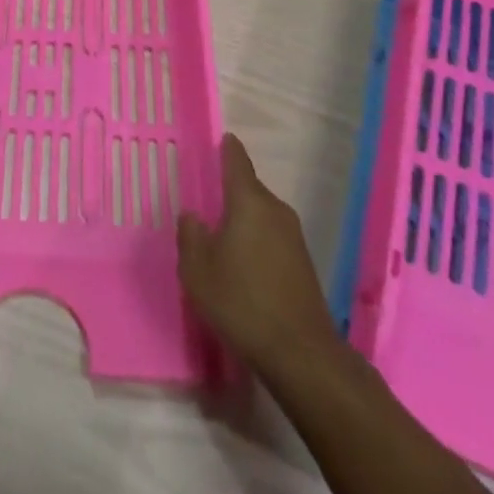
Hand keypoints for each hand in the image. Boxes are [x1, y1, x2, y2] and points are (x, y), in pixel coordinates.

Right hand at [177, 133, 338, 377]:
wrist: (301, 354)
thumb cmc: (242, 303)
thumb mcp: (198, 271)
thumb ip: (190, 236)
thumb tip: (193, 215)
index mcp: (248, 202)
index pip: (236, 161)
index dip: (227, 149)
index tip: (221, 139)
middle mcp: (275, 210)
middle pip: (249, 189)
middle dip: (230, 192)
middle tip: (207, 201)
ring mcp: (293, 237)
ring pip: (261, 214)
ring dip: (244, 220)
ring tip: (222, 238)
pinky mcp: (303, 263)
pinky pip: (272, 237)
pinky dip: (257, 241)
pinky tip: (244, 266)